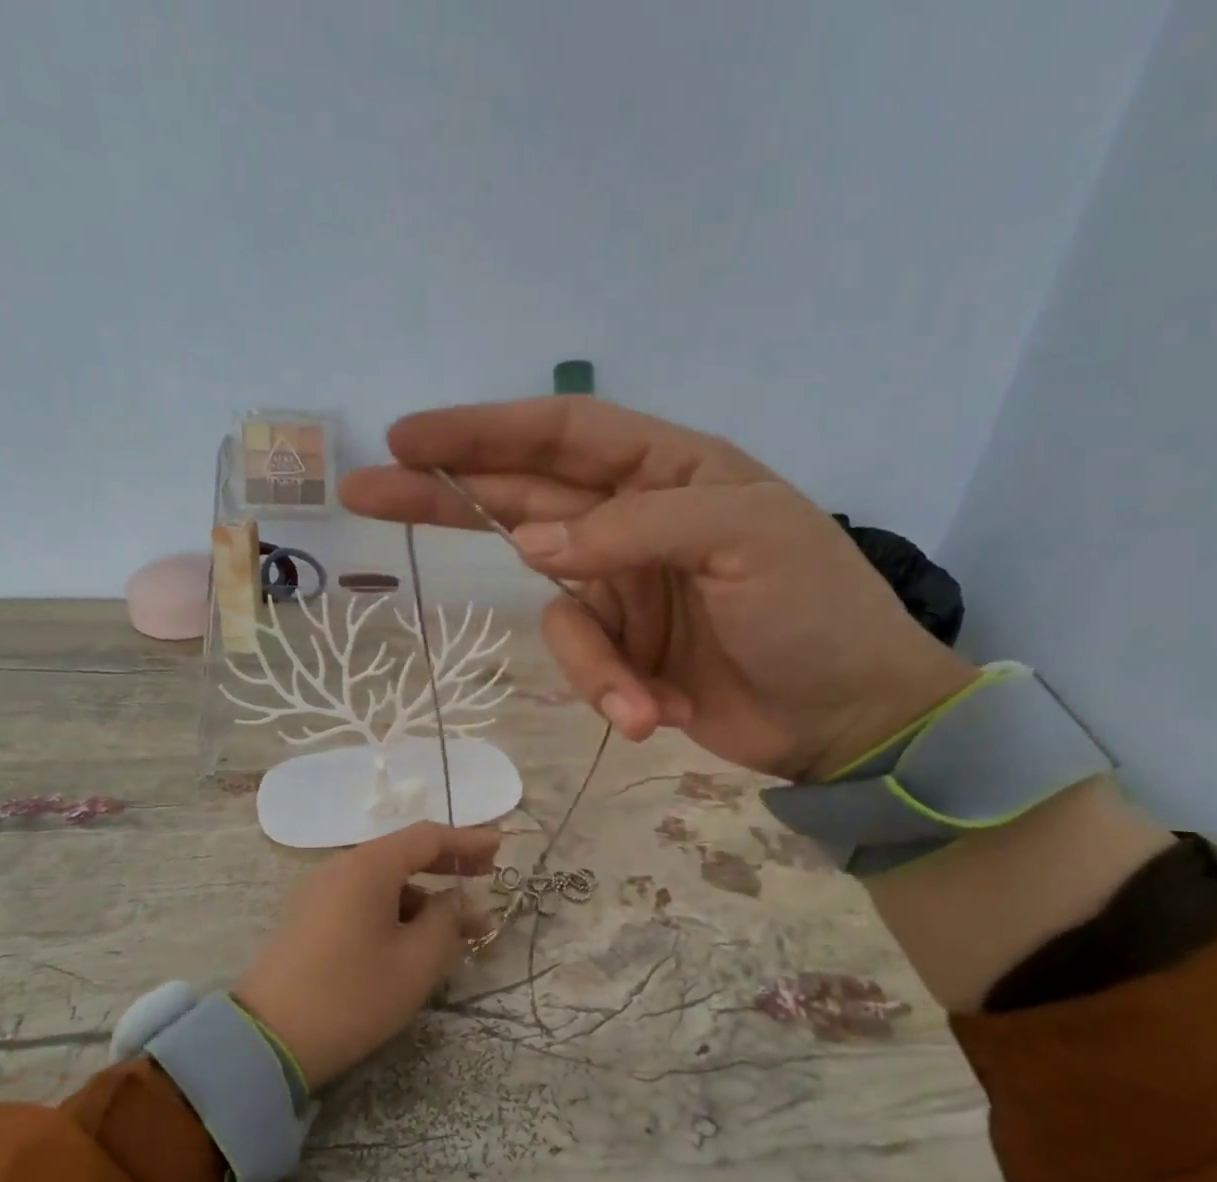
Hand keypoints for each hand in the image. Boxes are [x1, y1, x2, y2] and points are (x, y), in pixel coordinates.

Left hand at [234, 822, 499, 1088]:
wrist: (267, 1041)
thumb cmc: (352, 996)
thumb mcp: (416, 962)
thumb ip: (447, 921)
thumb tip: (456, 901)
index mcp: (368, 867)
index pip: (427, 837)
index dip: (468, 841)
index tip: (501, 848)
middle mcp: (341, 867)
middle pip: (403, 854)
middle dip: (447, 865)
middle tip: (485, 878)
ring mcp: (320, 892)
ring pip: (383, 881)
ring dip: (422, 897)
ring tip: (455, 929)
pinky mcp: (309, 918)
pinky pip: (362, 900)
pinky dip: (394, 910)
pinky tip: (413, 940)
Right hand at [341, 398, 977, 781]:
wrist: (850, 715)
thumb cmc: (814, 611)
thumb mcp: (744, 540)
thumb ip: (636, 528)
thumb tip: (534, 546)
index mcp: (668, 471)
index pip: (560, 433)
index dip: (484, 431)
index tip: (409, 438)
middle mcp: (634, 522)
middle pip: (523, 500)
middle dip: (447, 496)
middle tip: (365, 490)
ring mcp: (625, 591)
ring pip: (557, 612)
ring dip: (593, 663)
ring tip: (644, 701)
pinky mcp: (625, 654)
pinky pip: (587, 666)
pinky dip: (614, 693)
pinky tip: (660, 715)